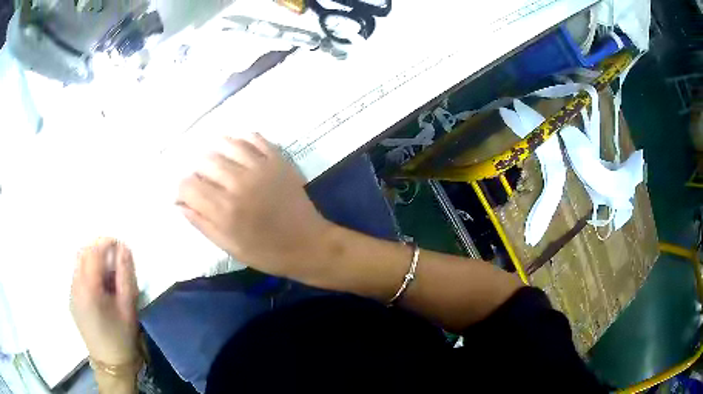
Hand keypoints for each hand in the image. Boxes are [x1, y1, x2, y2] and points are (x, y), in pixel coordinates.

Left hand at [70, 239, 139, 366]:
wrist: (111, 364)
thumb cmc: (122, 336)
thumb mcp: (128, 306)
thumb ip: (125, 275)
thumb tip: (124, 248)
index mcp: (88, 287)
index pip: (93, 251)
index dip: (106, 242)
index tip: (120, 244)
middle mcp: (75, 286)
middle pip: (82, 253)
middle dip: (98, 249)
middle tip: (115, 259)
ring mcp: (71, 293)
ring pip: (79, 263)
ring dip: (93, 260)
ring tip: (109, 275)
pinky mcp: (72, 301)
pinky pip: (78, 276)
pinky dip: (88, 272)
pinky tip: (100, 289)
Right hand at [177, 133, 332, 278]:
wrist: (309, 244)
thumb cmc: (268, 252)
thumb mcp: (230, 247)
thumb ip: (202, 223)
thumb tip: (179, 203)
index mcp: (224, 210)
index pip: (188, 185)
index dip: (182, 189)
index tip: (187, 195)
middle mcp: (238, 183)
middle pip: (204, 161)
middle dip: (198, 171)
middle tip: (203, 181)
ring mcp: (260, 167)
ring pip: (226, 143)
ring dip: (216, 151)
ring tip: (218, 163)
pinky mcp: (278, 160)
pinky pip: (254, 138)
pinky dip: (241, 140)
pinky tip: (238, 150)